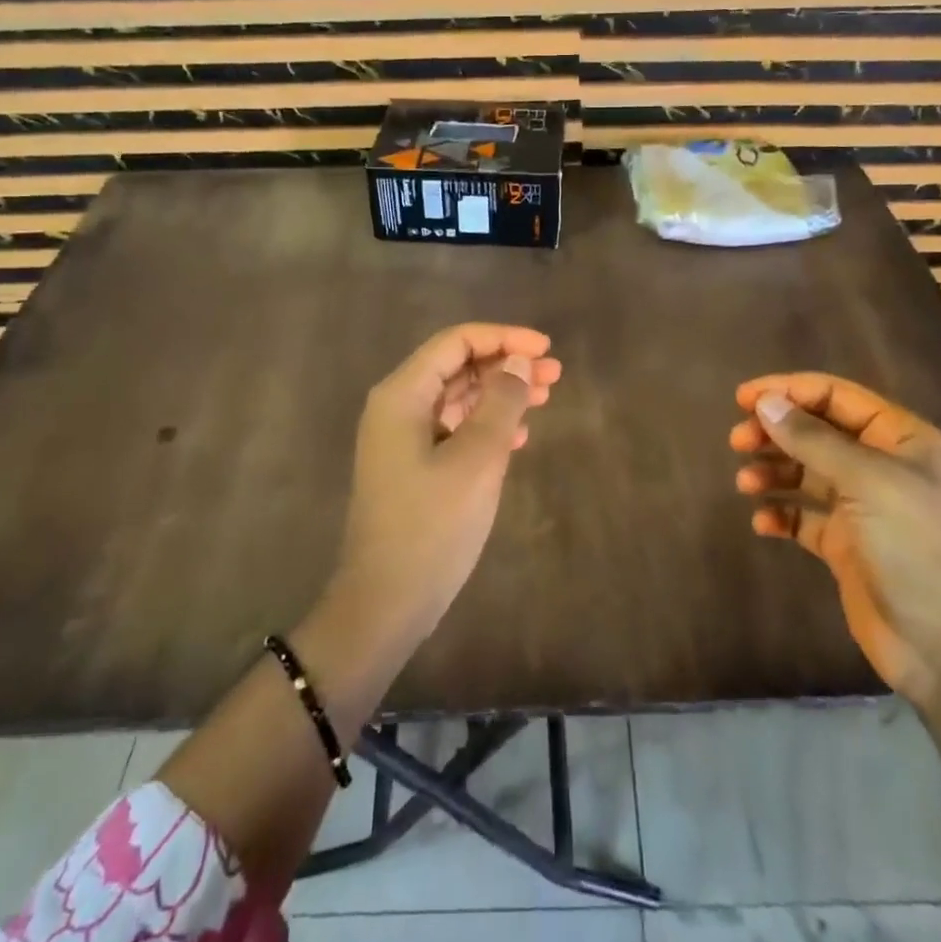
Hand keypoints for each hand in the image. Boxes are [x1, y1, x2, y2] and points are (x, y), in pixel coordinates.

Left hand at [331, 323, 560, 641]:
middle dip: (506, 365)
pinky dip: (487, 425)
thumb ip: (500, 403)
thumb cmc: (431, 525)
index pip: (455, 343)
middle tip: (554, 375)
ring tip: (545, 398)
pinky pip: (454, 428)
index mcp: (402, 395)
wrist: (386, 603)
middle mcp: (397, 407)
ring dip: (500, 394)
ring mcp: (403, 439)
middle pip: (457, 367)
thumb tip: (518, 361)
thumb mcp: (477, 459)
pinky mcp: (413, 466)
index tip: (546, 348)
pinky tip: (520, 437)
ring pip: (458, 398)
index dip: (503, 338)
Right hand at [731, 373, 940, 706]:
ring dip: (773, 471)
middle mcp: (881, 466)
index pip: (836, 396)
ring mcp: (863, 508)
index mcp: (900, 439)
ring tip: (745, 484)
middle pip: (816, 431)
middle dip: (775, 432)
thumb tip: (765, 402)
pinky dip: (781, 513)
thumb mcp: (868, 482)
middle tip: (738, 443)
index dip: (788, 391)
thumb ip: (812, 439)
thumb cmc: (920, 548)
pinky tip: (763, 522)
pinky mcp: (846, 546)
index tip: (743, 399)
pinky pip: (803, 516)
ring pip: (806, 472)